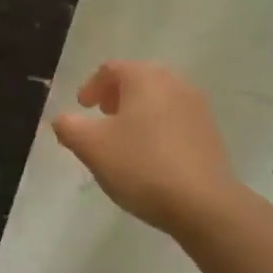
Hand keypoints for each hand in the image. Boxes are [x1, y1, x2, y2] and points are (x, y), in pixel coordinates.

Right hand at [51, 60, 238, 235]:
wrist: (203, 203)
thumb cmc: (141, 165)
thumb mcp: (91, 147)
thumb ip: (69, 127)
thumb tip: (63, 119)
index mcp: (145, 78)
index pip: (111, 69)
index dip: (91, 86)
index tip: (82, 107)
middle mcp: (174, 83)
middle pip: (138, 79)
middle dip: (116, 96)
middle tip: (101, 117)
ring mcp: (197, 107)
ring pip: (159, 99)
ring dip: (137, 111)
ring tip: (123, 138)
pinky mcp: (210, 133)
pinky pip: (175, 119)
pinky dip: (157, 127)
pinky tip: (150, 155)